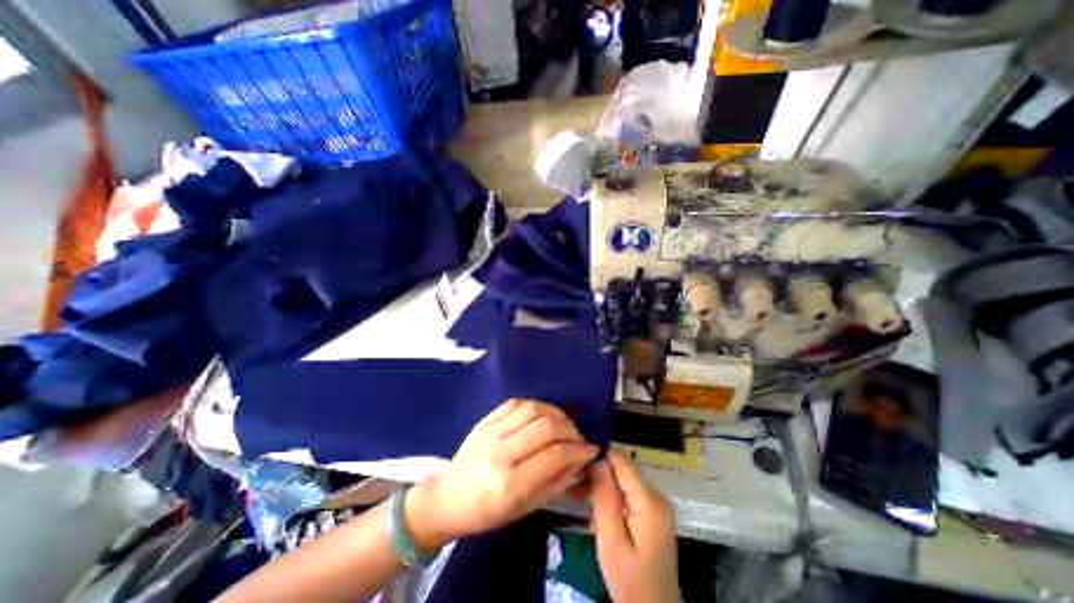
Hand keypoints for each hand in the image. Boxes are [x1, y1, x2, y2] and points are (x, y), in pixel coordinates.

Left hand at [407, 402, 599, 548]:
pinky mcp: (485, 420)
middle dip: (570, 429)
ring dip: (555, 413)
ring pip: (532, 409)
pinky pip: (515, 403)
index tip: (590, 449)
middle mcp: (501, 452)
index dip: (578, 450)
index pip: (554, 455)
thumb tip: (579, 460)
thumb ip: (555, 482)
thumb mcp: (524, 508)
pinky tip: (542, 415)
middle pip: (546, 427)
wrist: (447, 498)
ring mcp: (490, 432)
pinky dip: (535, 405)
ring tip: (563, 424)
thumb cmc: (486, 512)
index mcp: (510, 483)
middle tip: (578, 438)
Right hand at [592, 451, 672, 601]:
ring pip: (621, 482)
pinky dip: (610, 500)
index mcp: (649, 501)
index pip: (621, 462)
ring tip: (581, 502)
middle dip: (597, 476)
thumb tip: (596, 459)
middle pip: (621, 471)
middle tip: (575, 489)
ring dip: (601, 489)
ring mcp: (656, 505)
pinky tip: (597, 515)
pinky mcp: (651, 514)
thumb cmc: (631, 582)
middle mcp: (656, 496)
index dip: (598, 457)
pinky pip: (626, 495)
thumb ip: (604, 497)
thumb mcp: (611, 540)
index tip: (577, 462)